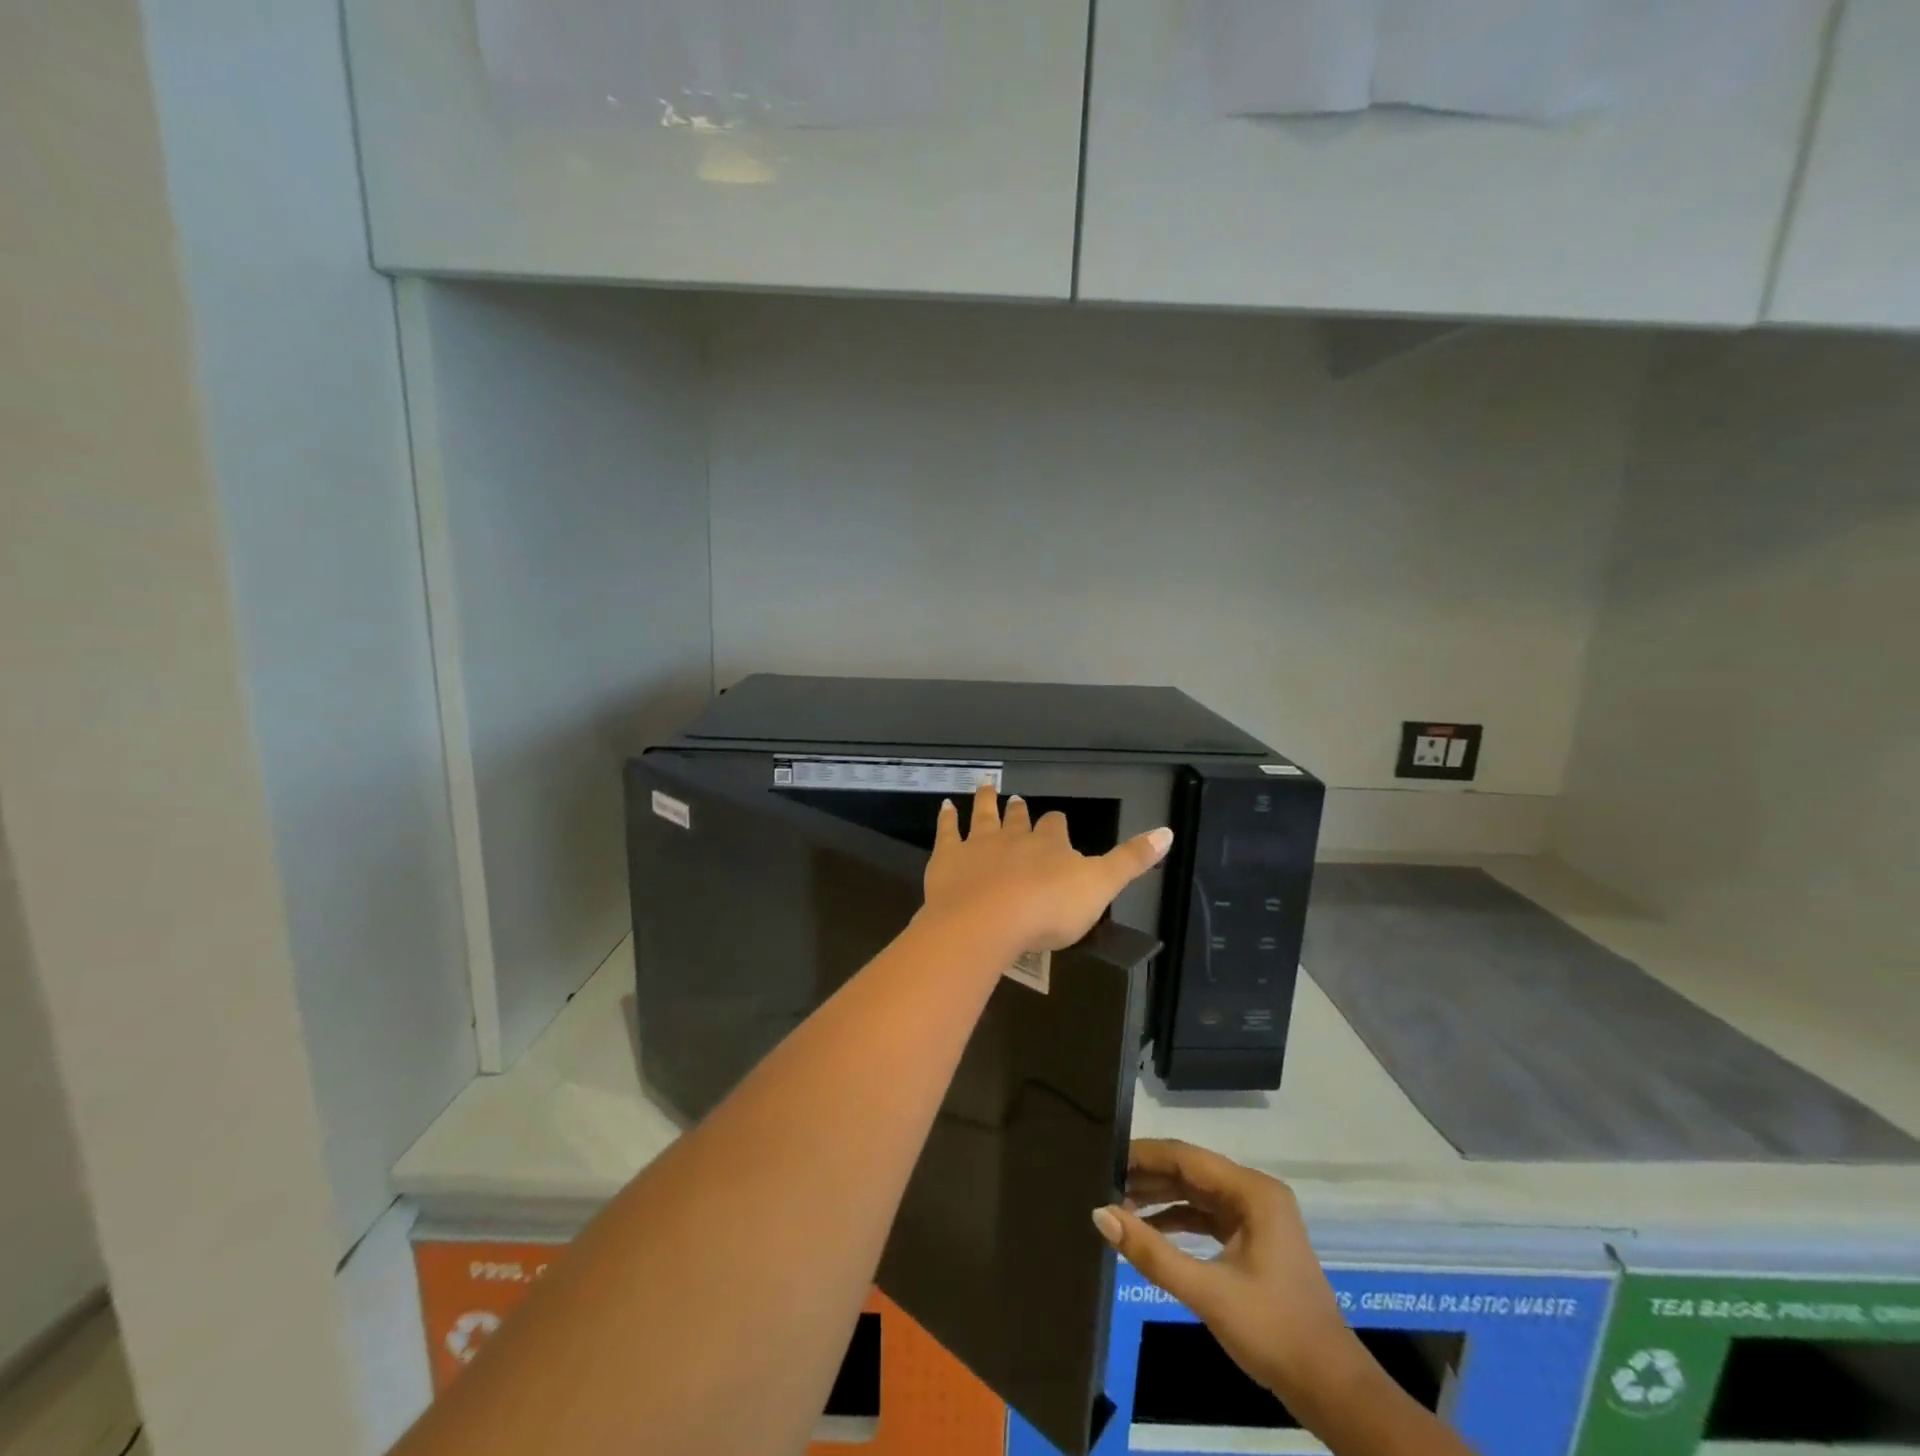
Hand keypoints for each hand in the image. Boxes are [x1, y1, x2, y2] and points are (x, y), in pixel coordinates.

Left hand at [921, 782, 1172, 955]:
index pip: (1057, 828)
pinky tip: (945, 805)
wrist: (988, 921)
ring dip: (985, 800)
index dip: (1057, 825)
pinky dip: (947, 817)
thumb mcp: (1101, 887)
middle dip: (1020, 811)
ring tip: (985, 785)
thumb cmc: (1048, 910)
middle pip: (1019, 819)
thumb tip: (1168, 831)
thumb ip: (1131, 860)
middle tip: (1018, 799)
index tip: (1057, 821)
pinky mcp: (948, 858)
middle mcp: (1014, 837)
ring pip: (983, 815)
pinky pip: (947, 831)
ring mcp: (978, 844)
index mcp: (1050, 846)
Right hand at [1092, 1140, 1364, 1421]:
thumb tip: (1100, 1214)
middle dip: (1149, 1177)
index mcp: (1252, 1191)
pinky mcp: (1253, 1240)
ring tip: (1119, 1205)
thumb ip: (1152, 1252)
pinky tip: (1148, 1230)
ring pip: (1197, 1194)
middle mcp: (1254, 1193)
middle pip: (1191, 1171)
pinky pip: (1207, 1217)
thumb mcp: (1207, 1292)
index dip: (1144, 1155)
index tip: (1106, 1158)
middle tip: (1104, 1183)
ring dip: (1160, 1198)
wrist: (1332, 1390)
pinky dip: (1178, 1220)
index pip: (1186, 1158)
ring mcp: (1256, 1216)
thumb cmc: (1273, 1332)